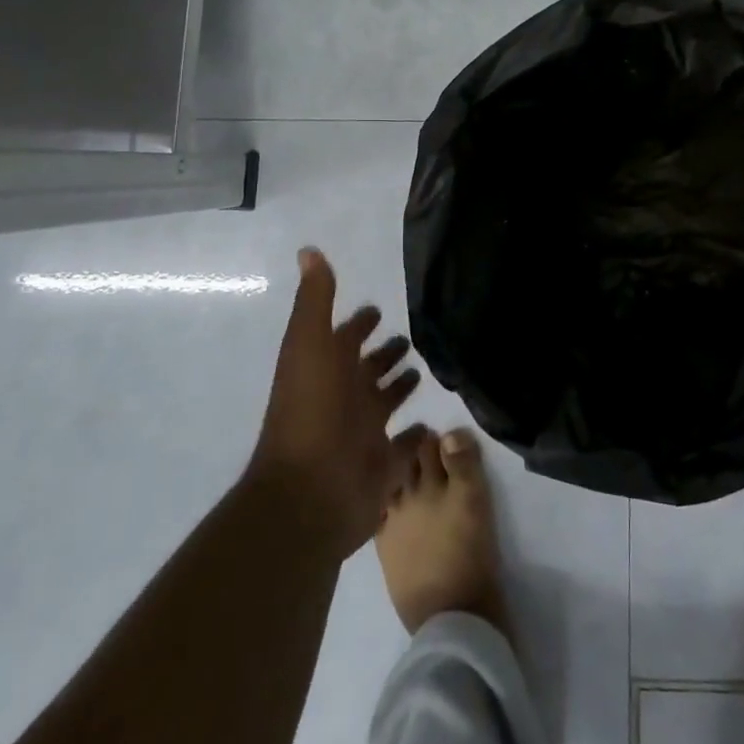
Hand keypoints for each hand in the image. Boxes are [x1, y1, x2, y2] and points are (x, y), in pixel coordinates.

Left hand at [252, 248, 422, 558]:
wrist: (310, 493)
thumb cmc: (312, 411)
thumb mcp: (310, 345)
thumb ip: (316, 300)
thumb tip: (308, 250)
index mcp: (326, 369)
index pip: (345, 338)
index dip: (360, 323)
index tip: (380, 307)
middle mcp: (343, 398)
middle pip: (367, 369)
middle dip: (386, 352)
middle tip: (412, 337)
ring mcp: (362, 434)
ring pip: (385, 403)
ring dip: (400, 387)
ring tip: (428, 369)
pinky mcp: (383, 466)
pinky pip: (404, 445)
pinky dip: (416, 434)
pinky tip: (435, 422)